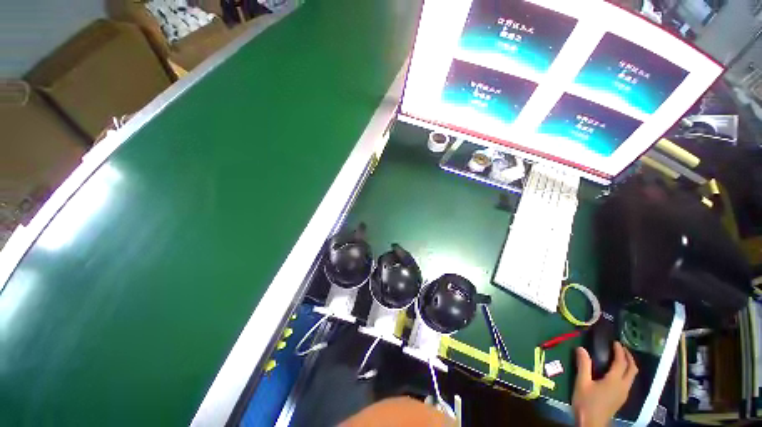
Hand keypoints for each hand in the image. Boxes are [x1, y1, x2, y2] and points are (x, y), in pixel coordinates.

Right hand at [572, 341, 637, 426]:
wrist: (592, 423)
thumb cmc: (586, 402)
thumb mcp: (582, 382)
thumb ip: (583, 365)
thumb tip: (581, 348)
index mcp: (614, 380)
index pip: (621, 362)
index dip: (619, 351)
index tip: (614, 342)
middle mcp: (623, 386)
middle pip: (632, 369)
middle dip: (628, 357)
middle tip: (620, 347)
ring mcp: (624, 393)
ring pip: (632, 376)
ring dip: (629, 364)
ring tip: (620, 357)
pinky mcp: (621, 398)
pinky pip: (628, 381)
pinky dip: (626, 372)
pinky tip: (617, 372)